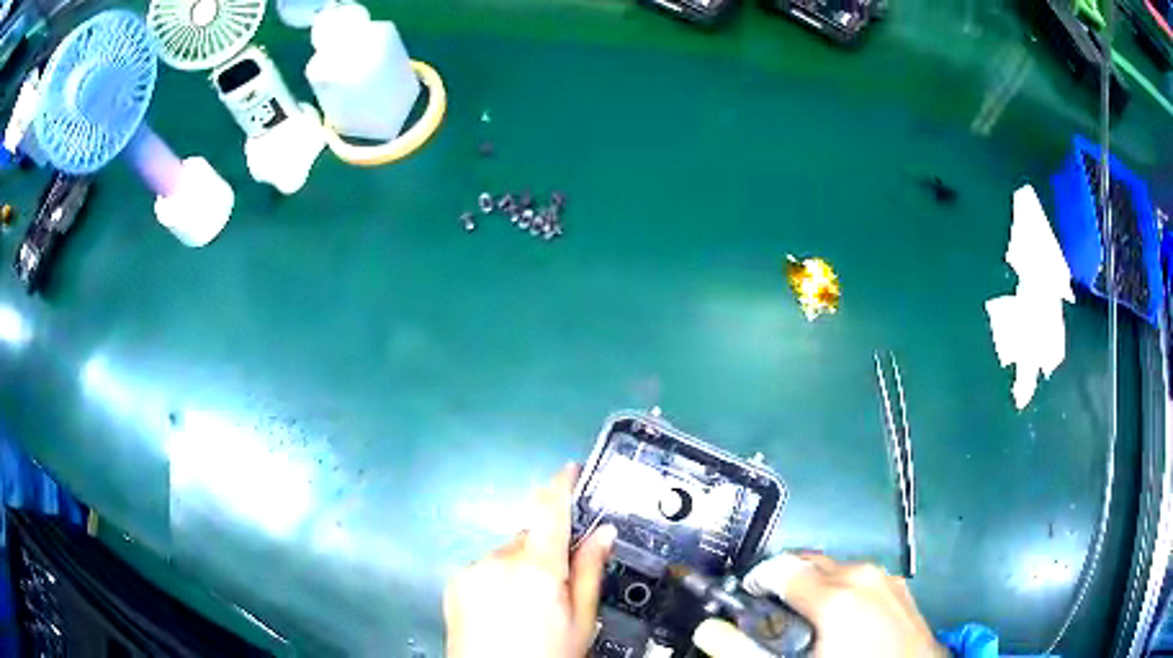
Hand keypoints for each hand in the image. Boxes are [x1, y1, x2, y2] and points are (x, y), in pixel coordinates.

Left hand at [443, 464, 616, 657]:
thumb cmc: (548, 654)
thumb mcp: (581, 621)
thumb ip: (589, 572)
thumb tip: (604, 531)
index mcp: (537, 568)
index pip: (549, 510)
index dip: (561, 484)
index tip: (571, 469)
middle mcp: (499, 559)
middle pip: (530, 538)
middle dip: (546, 552)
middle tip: (558, 587)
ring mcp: (472, 569)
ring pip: (507, 554)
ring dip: (520, 568)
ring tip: (526, 608)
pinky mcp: (455, 581)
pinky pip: (485, 567)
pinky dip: (498, 578)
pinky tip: (502, 610)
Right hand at [742, 553, 947, 657]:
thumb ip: (743, 650)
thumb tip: (708, 629)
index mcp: (835, 595)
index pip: (780, 568)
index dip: (756, 581)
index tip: (746, 600)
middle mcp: (862, 575)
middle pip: (809, 562)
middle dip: (785, 581)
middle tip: (772, 615)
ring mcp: (886, 578)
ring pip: (836, 568)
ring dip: (814, 585)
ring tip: (808, 621)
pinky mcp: (900, 587)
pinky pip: (860, 577)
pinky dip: (842, 588)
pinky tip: (843, 620)